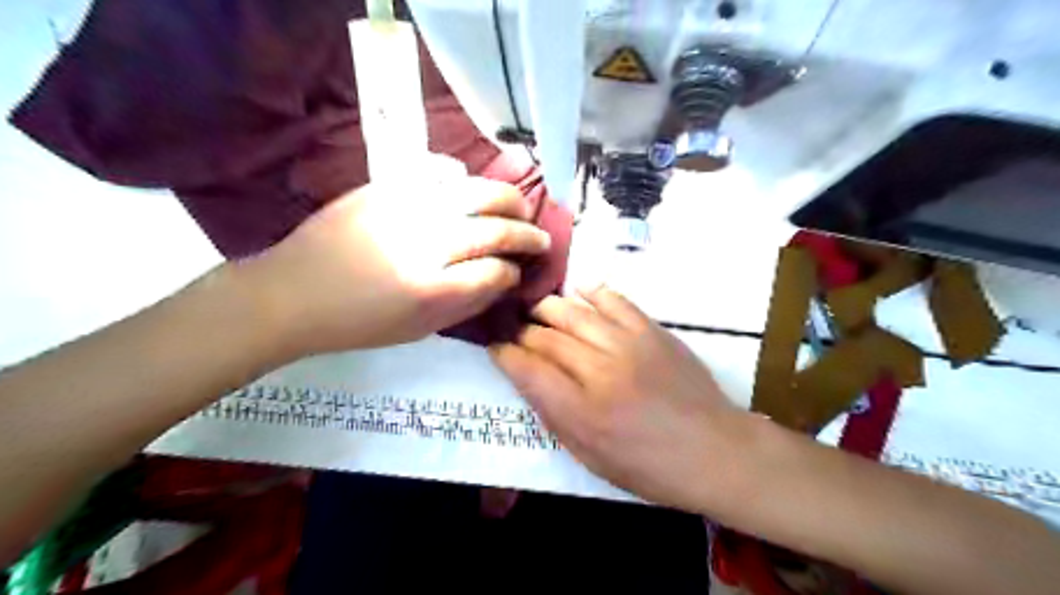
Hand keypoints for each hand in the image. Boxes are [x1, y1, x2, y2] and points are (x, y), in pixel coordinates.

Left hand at [244, 174, 550, 356]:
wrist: (291, 294)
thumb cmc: (357, 323)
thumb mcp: (418, 331)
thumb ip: (467, 304)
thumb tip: (504, 279)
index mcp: (430, 290)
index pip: (496, 271)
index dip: (514, 272)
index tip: (517, 273)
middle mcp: (424, 244)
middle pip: (495, 230)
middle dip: (527, 234)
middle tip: (539, 238)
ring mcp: (405, 207)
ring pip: (475, 193)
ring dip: (507, 200)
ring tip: (519, 207)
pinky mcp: (384, 186)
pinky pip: (436, 170)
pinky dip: (460, 175)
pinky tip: (467, 185)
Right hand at [491, 285, 748, 509]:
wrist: (714, 450)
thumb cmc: (649, 466)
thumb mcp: (591, 458)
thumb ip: (555, 416)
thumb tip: (528, 379)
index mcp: (581, 411)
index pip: (527, 370)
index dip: (504, 354)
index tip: (494, 347)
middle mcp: (599, 370)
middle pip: (546, 337)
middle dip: (521, 330)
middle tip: (512, 328)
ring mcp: (627, 344)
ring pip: (573, 312)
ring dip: (547, 307)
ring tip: (536, 309)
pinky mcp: (651, 330)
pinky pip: (614, 300)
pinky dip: (592, 291)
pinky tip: (578, 290)